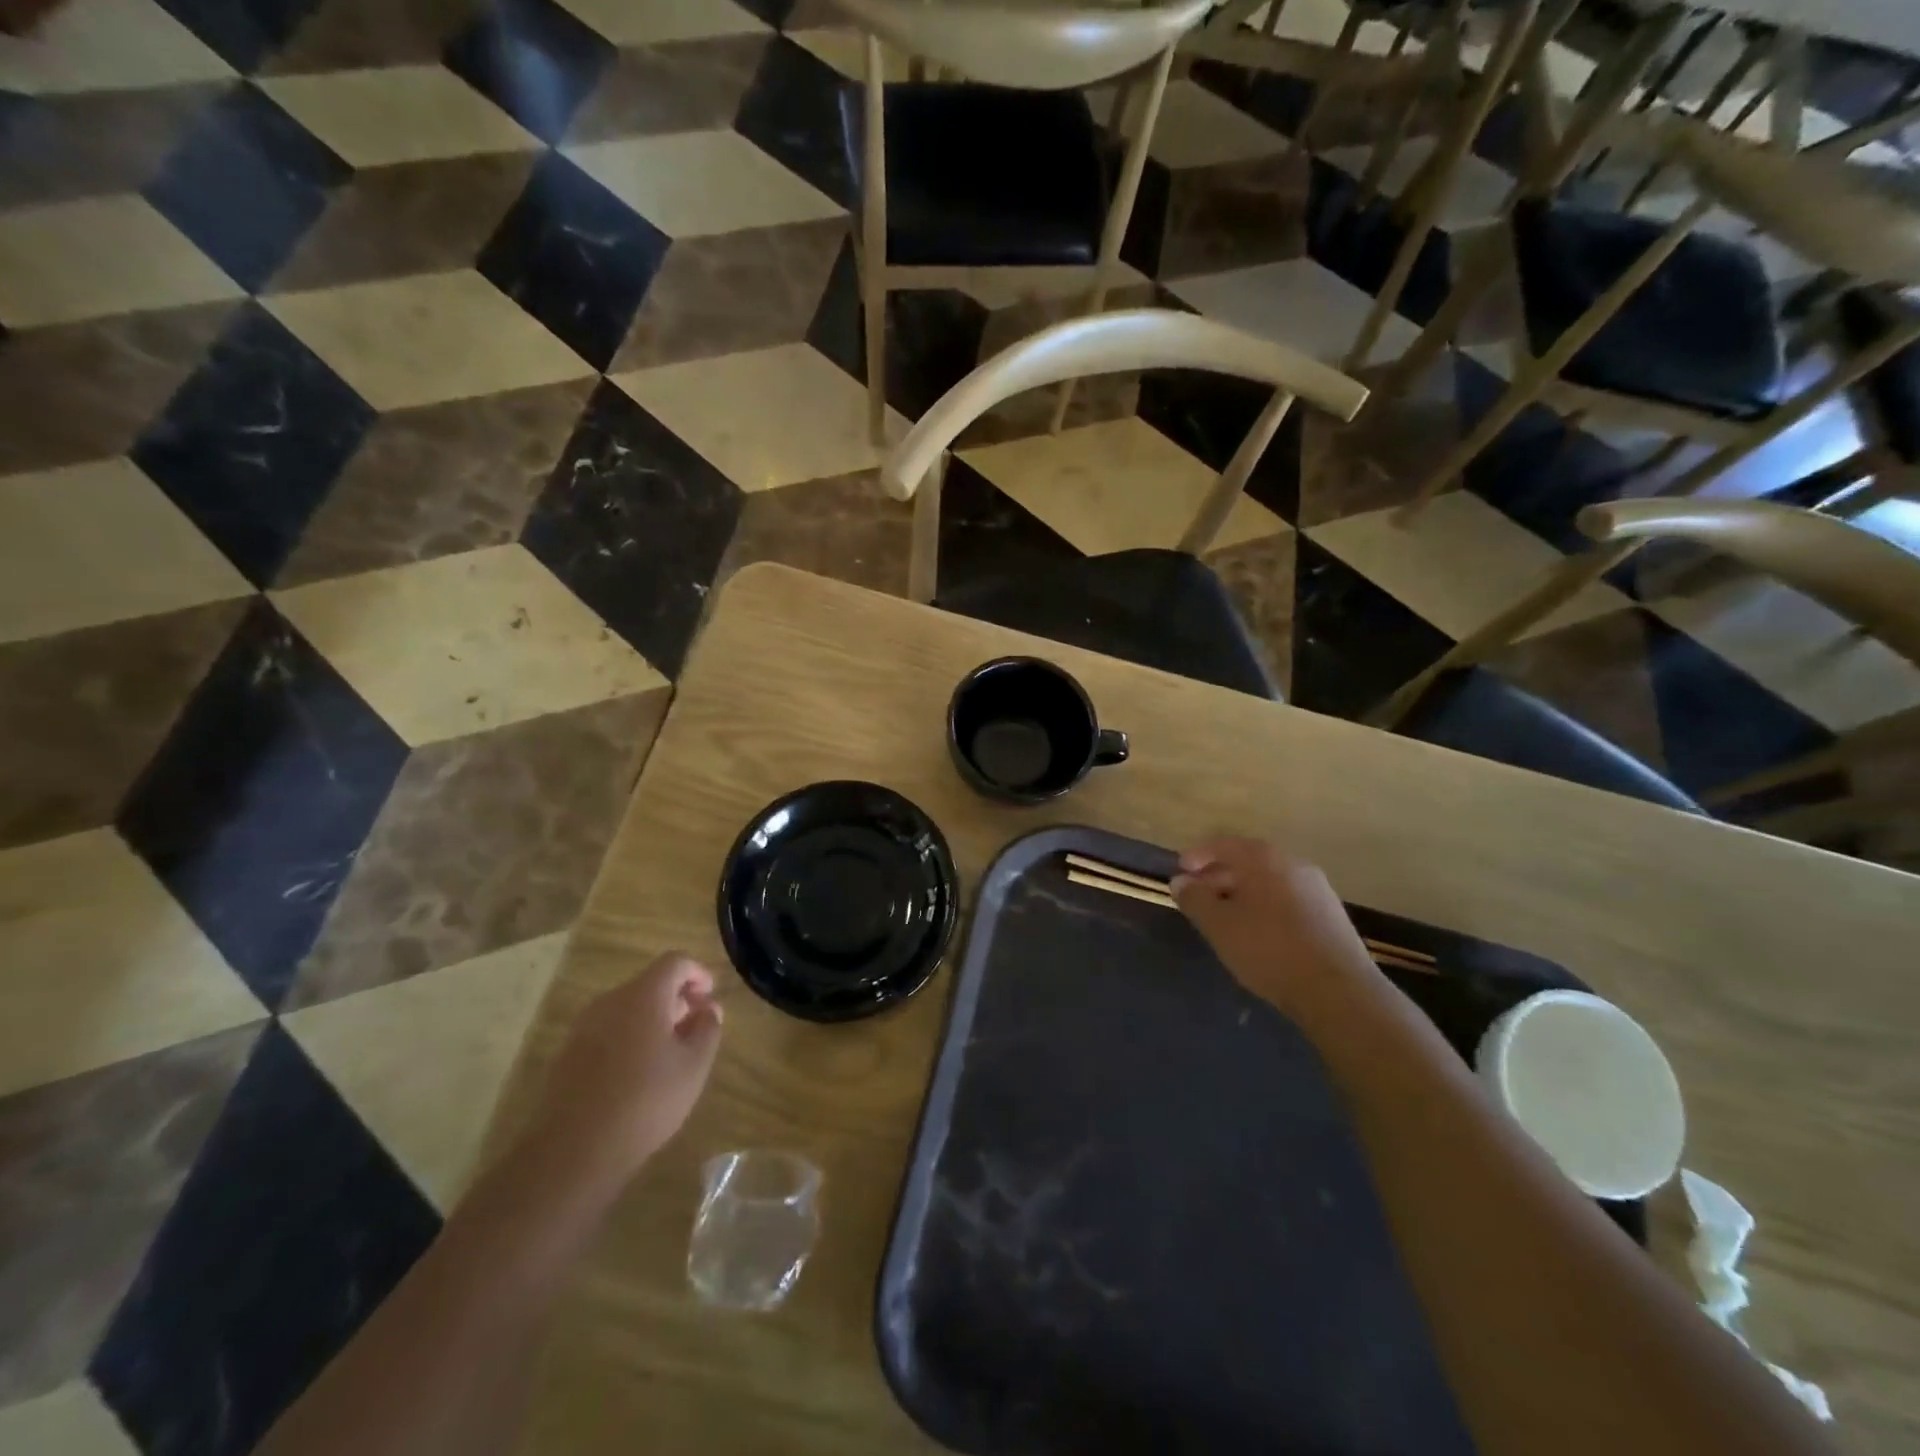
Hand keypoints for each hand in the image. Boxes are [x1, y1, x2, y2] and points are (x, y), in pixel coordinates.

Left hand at [534, 953, 723, 1186]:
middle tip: (696, 1029)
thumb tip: (709, 1008)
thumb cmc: (645, 1101)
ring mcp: (583, 1028)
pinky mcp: (567, 1055)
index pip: (675, 962)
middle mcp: (610, 1001)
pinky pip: (608, 1031)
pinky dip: (630, 1039)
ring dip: (653, 1021)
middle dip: (677, 1000)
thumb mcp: (694, 1066)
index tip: (710, 999)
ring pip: (627, 1009)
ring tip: (670, 1055)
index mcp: (643, 995)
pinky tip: (639, 1075)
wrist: (572, 1152)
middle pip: (650, 984)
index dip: (698, 974)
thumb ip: (708, 1028)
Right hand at [1171, 837, 1380, 1016]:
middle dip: (1219, 875)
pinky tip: (1257, 931)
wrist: (1338, 990)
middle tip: (1198, 896)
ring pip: (1268, 880)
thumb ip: (1195, 899)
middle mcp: (1292, 863)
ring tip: (1225, 917)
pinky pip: (1287, 898)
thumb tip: (1180, 881)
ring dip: (1242, 892)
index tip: (1181, 871)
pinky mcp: (1330, 914)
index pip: (1223, 844)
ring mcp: (1316, 888)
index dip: (1198, 856)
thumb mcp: (1219, 925)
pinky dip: (1265, 905)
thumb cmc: (1268, 949)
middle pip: (1247, 860)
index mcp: (1263, 858)